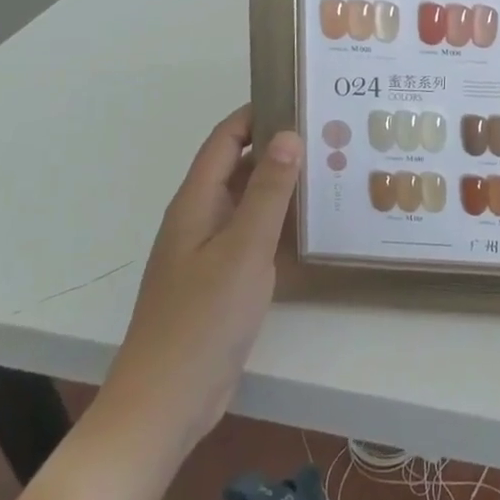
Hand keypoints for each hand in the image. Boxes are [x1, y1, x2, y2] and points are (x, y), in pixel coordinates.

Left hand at [88, 105, 301, 480]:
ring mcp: (211, 252)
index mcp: (196, 202)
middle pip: (240, 168)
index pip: (225, 139)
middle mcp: (201, 218)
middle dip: (279, 148)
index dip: (256, 113)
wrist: (166, 403)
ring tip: (333, 171)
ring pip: (250, 204)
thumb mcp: (243, 249)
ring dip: (284, 187)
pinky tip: (315, 227)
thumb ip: (269, 191)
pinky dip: (281, 224)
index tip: (299, 96)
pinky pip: (255, 237)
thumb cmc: (201, 318)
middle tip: (331, 134)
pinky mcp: (223, 281)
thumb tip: (289, 134)